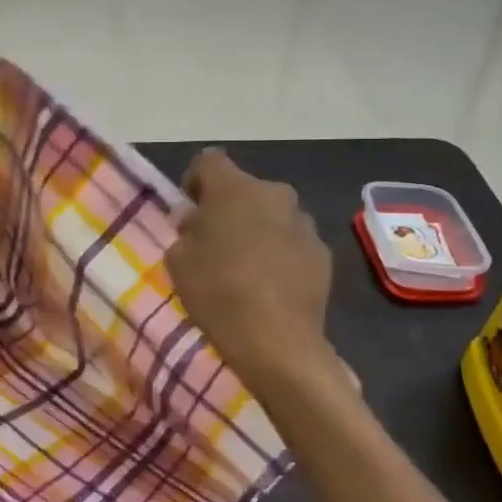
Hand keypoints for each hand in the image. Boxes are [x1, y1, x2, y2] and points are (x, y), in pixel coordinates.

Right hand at [166, 149, 353, 394]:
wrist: (275, 339)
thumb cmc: (216, 292)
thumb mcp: (179, 261)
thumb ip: (186, 230)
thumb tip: (198, 221)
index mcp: (234, 188)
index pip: (209, 161)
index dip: (195, 181)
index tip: (190, 211)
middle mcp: (273, 193)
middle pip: (244, 189)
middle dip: (229, 208)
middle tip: (215, 241)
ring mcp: (303, 222)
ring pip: (271, 214)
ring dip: (257, 229)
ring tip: (245, 266)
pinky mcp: (322, 251)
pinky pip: (292, 241)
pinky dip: (279, 252)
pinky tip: (270, 284)